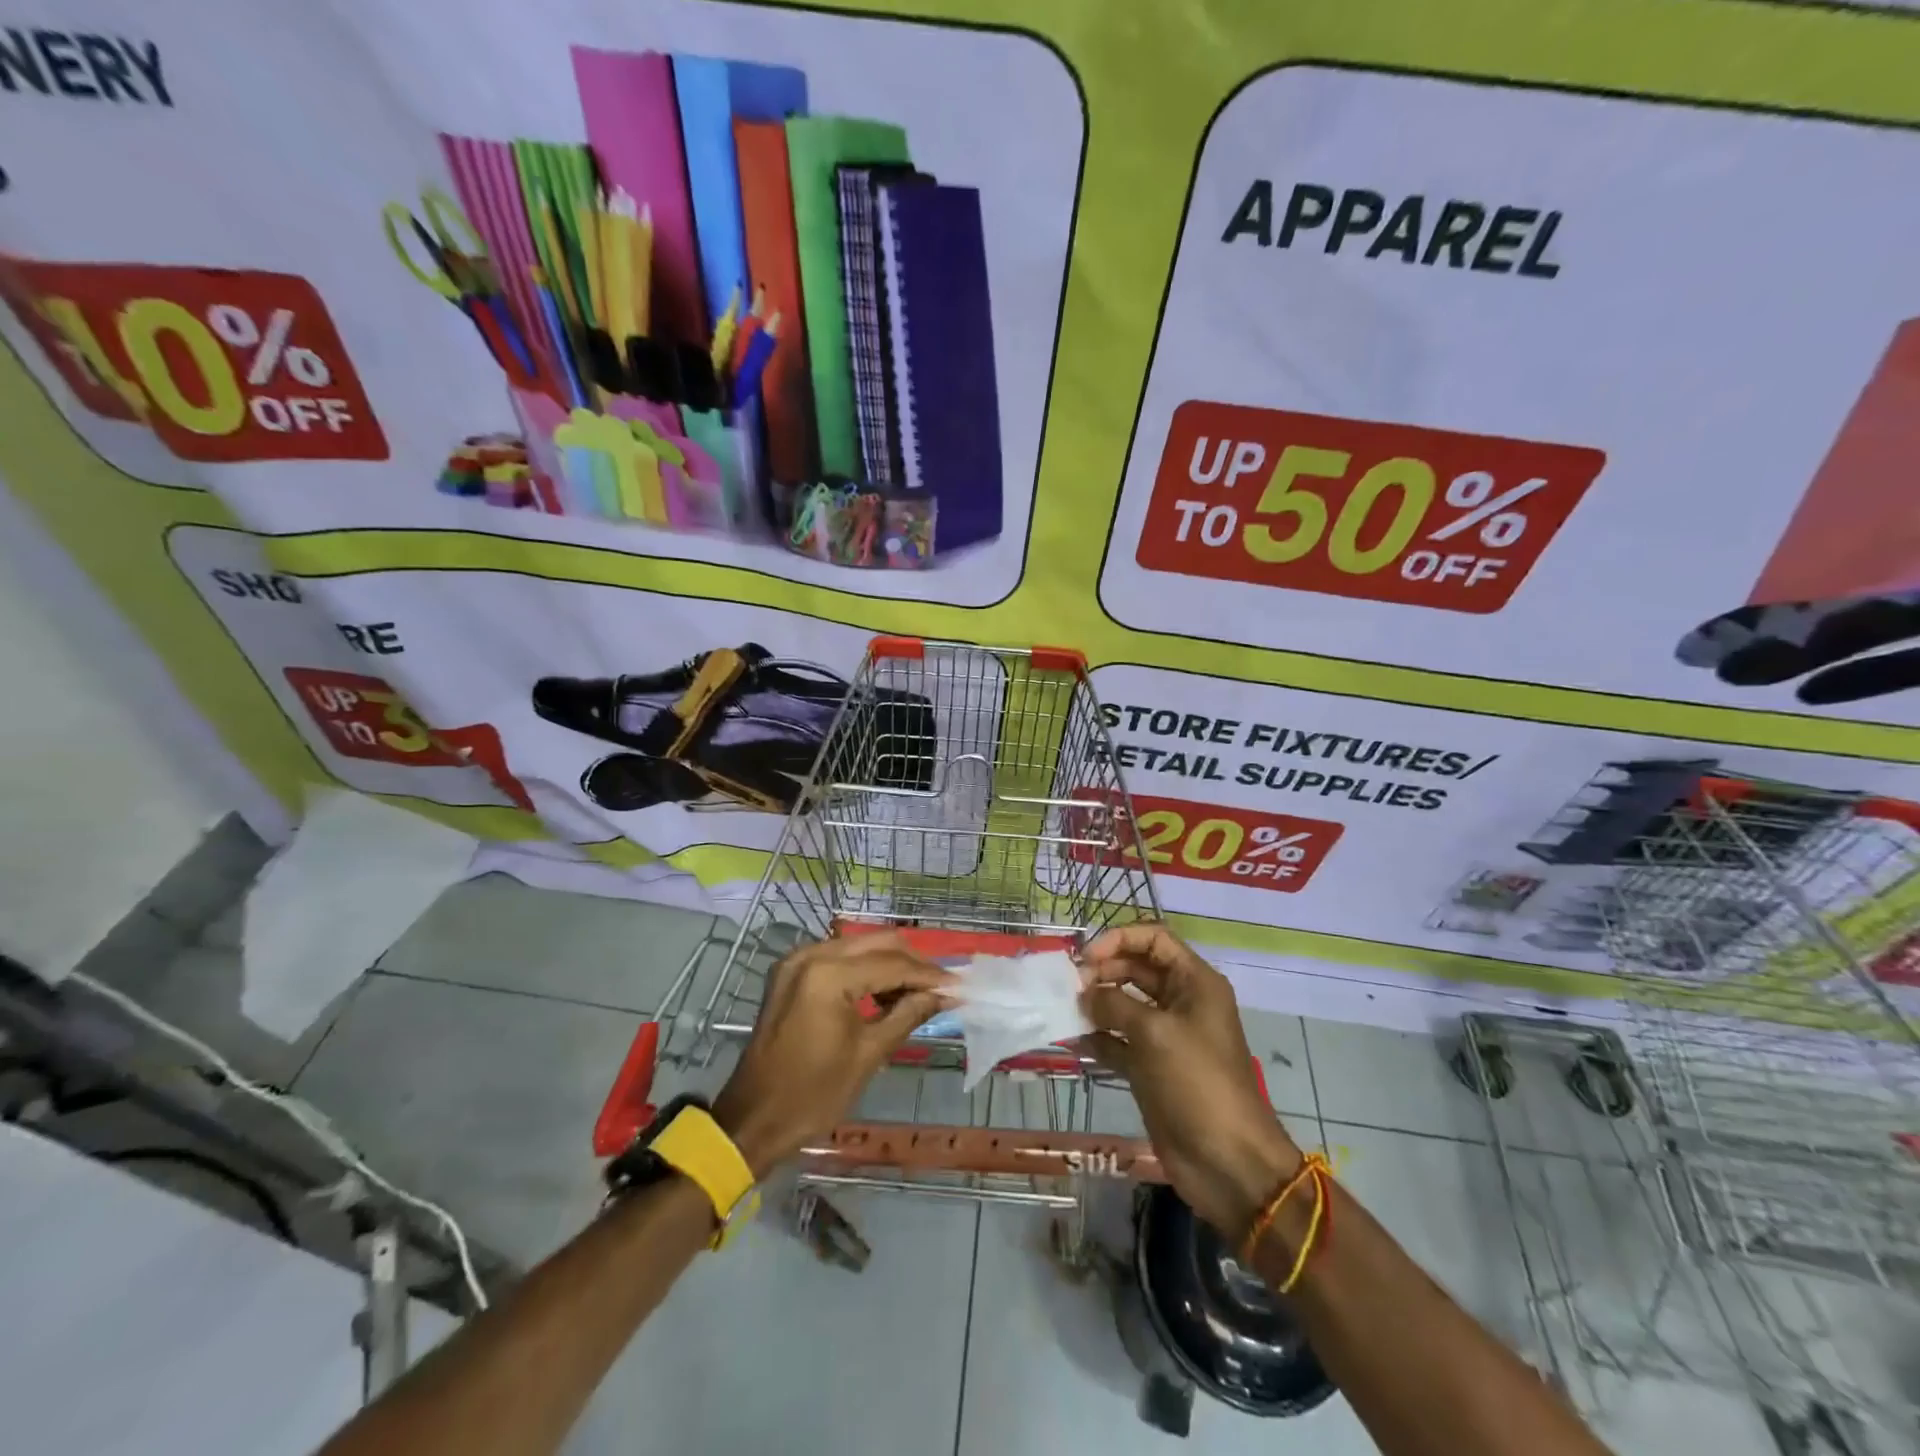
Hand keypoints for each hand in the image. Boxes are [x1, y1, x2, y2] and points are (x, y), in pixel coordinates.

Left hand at [712, 933, 953, 1178]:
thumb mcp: (868, 1054)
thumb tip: (945, 994)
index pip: (892, 964)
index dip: (929, 975)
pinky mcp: (791, 972)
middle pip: (877, 943)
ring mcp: (797, 960)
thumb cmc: (813, 1094)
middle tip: (942, 985)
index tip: (959, 986)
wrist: (753, 1119)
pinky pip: (839, 958)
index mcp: (828, 975)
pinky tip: (885, 992)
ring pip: (859, 946)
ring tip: (919, 992)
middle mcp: (812, 955)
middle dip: (912, 962)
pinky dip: (865, 970)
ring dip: (890, 964)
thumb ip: (908, 1013)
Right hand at [1080, 923, 1299, 1237]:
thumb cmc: (1197, 1082)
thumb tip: (1084, 994)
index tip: (1086, 957)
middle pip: (1136, 969)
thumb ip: (1114, 1004)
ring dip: (1096, 1004)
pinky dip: (1098, 1038)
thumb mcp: (1155, 1033)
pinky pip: (1118, 1041)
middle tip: (1070, 987)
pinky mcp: (1151, 1068)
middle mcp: (1181, 1002)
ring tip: (1066, 1009)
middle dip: (1103, 971)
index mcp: (1194, 982)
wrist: (1227, 1161)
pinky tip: (1073, 1040)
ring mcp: (1165, 1036)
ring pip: (1124, 1004)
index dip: (1119, 939)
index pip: (1154, 939)